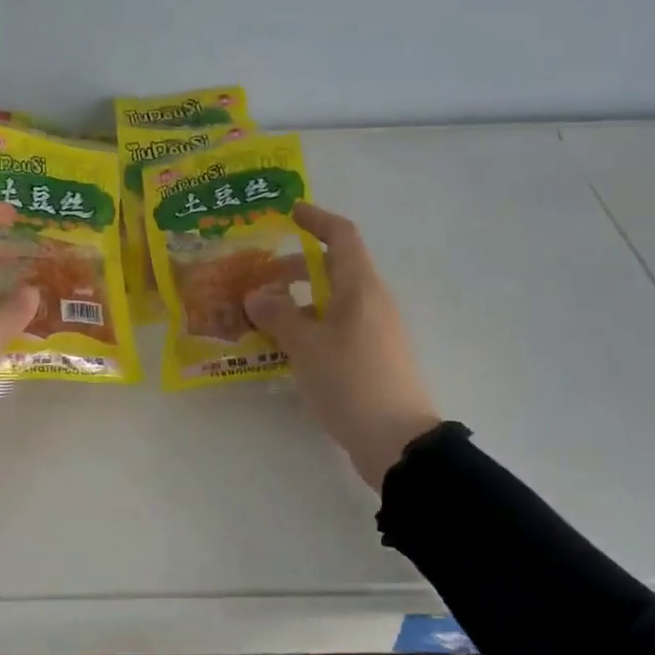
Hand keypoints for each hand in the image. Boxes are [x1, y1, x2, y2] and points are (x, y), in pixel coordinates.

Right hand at [244, 202, 441, 492]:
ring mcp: (377, 330)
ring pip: (335, 301)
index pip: (341, 236)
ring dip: (302, 301)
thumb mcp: (306, 346)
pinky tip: (289, 348)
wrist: (398, 441)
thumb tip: (256, 295)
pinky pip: (340, 327)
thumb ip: (279, 315)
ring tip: (266, 317)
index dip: (316, 219)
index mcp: (360, 287)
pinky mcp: (375, 357)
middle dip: (297, 268)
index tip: (290, 213)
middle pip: (335, 269)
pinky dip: (313, 326)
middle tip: (261, 279)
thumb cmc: (351, 381)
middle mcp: (372, 301)